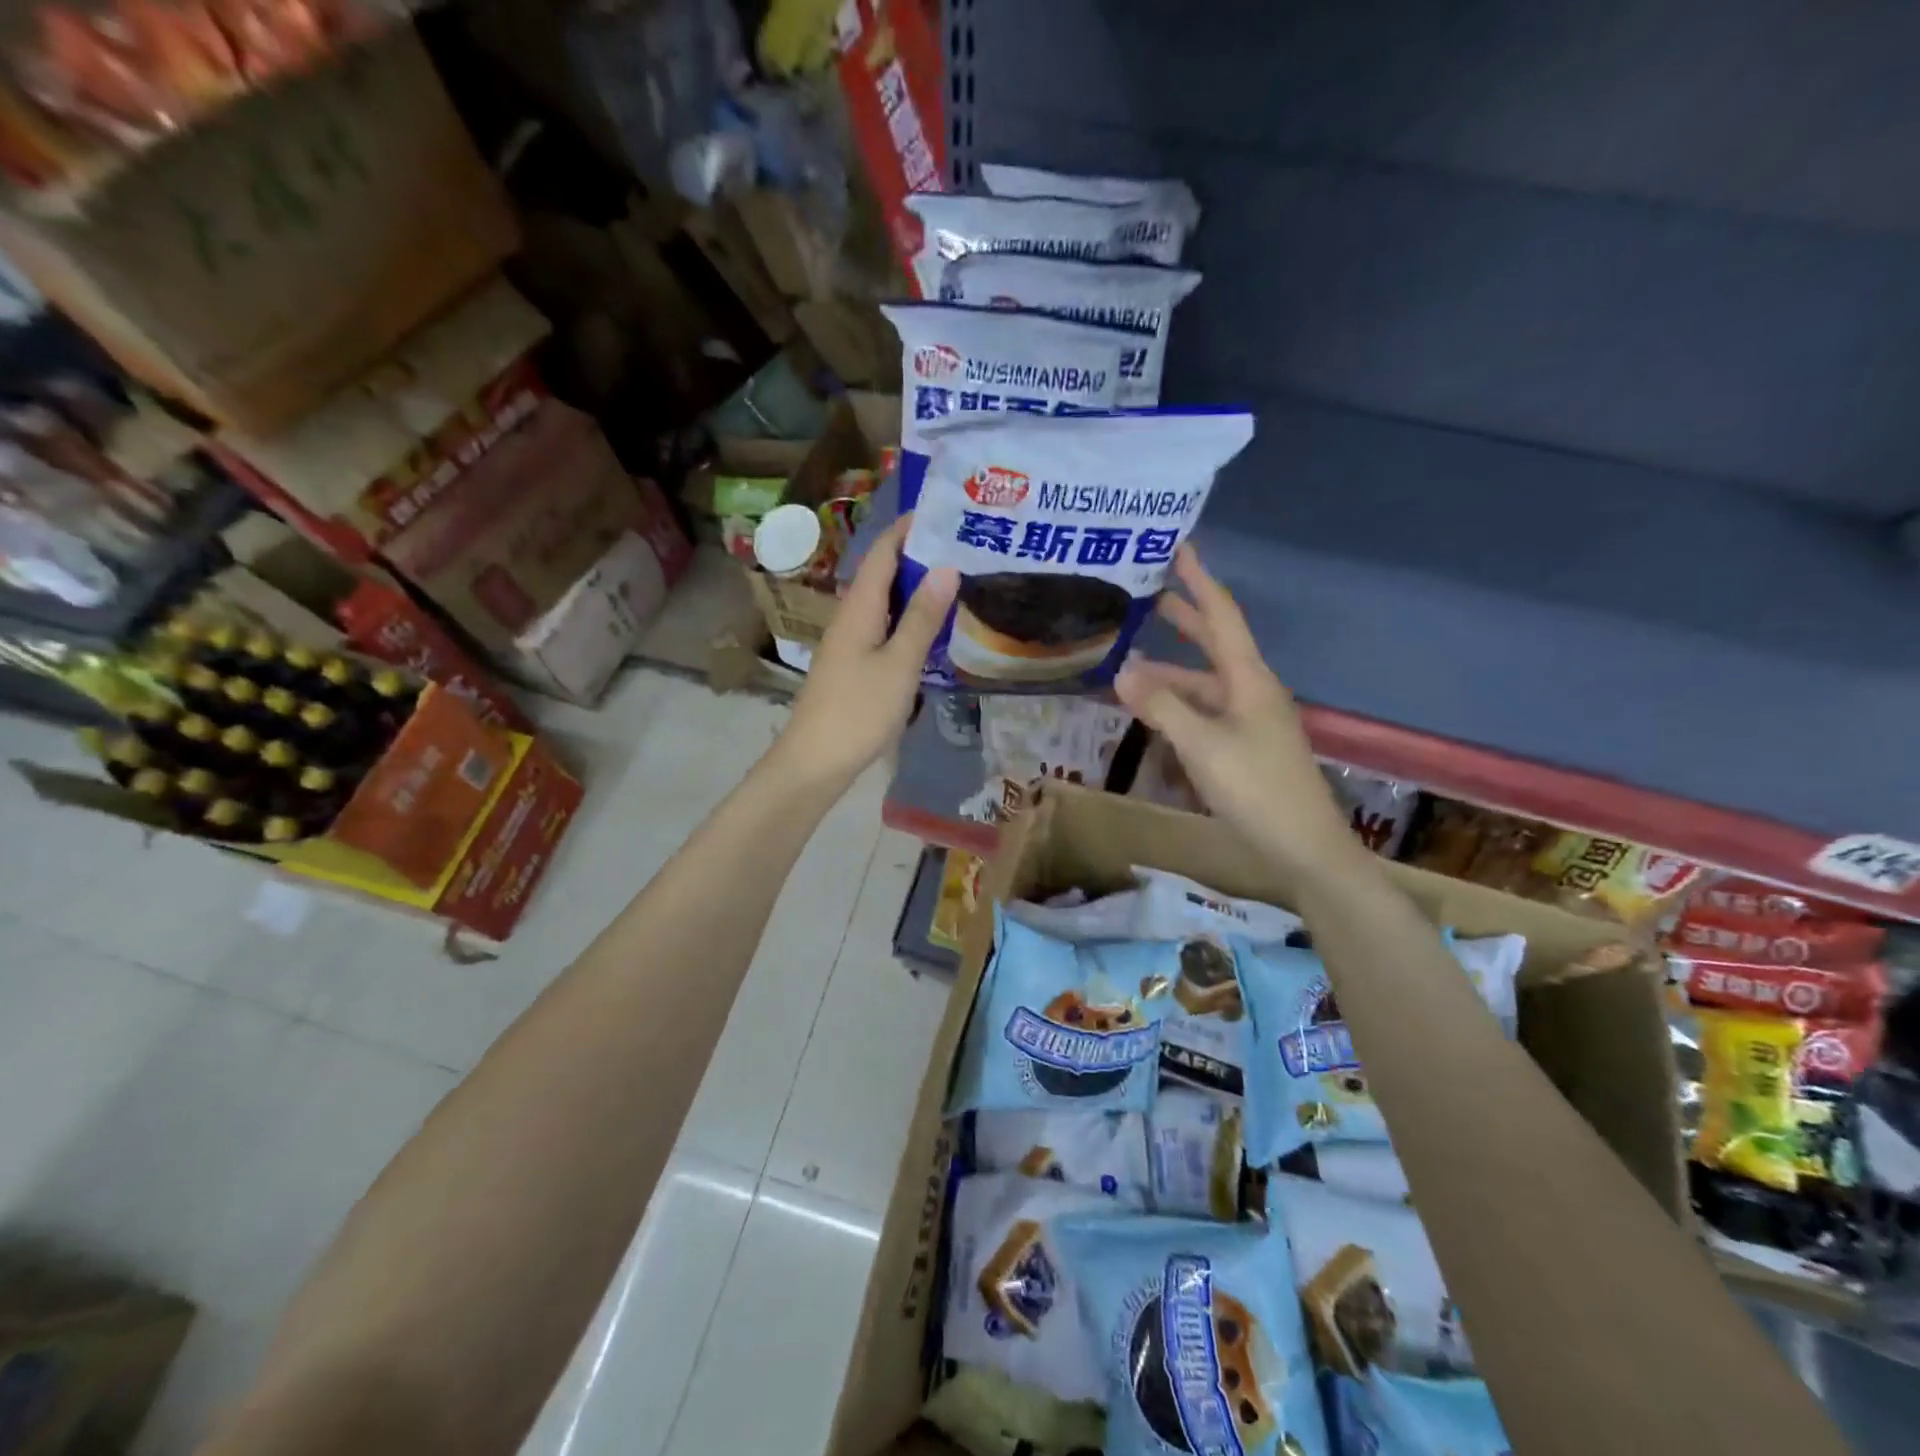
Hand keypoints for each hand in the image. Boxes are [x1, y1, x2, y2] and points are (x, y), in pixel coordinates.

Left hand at [775, 514, 957, 787]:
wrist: (815, 761)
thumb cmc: (858, 710)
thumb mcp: (899, 664)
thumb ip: (922, 617)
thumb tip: (947, 567)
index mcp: (859, 607)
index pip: (883, 551)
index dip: (909, 527)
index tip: (946, 511)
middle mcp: (851, 616)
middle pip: (883, 573)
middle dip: (919, 554)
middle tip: (964, 545)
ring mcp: (850, 642)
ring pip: (885, 601)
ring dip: (916, 587)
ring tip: (957, 578)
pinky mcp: (854, 665)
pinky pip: (884, 626)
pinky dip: (909, 617)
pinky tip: (932, 627)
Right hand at [1115, 544, 1358, 879]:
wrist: (1303, 846)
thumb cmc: (1256, 788)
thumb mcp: (1202, 744)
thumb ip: (1162, 706)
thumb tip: (1123, 670)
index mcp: (1249, 679)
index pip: (1222, 616)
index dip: (1200, 581)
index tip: (1180, 548)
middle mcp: (1251, 691)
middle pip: (1214, 644)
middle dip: (1183, 618)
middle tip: (1148, 596)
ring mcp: (1249, 720)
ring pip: (1203, 684)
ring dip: (1170, 672)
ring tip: (1127, 664)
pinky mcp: (1243, 746)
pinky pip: (1203, 712)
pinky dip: (1176, 705)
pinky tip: (1151, 712)